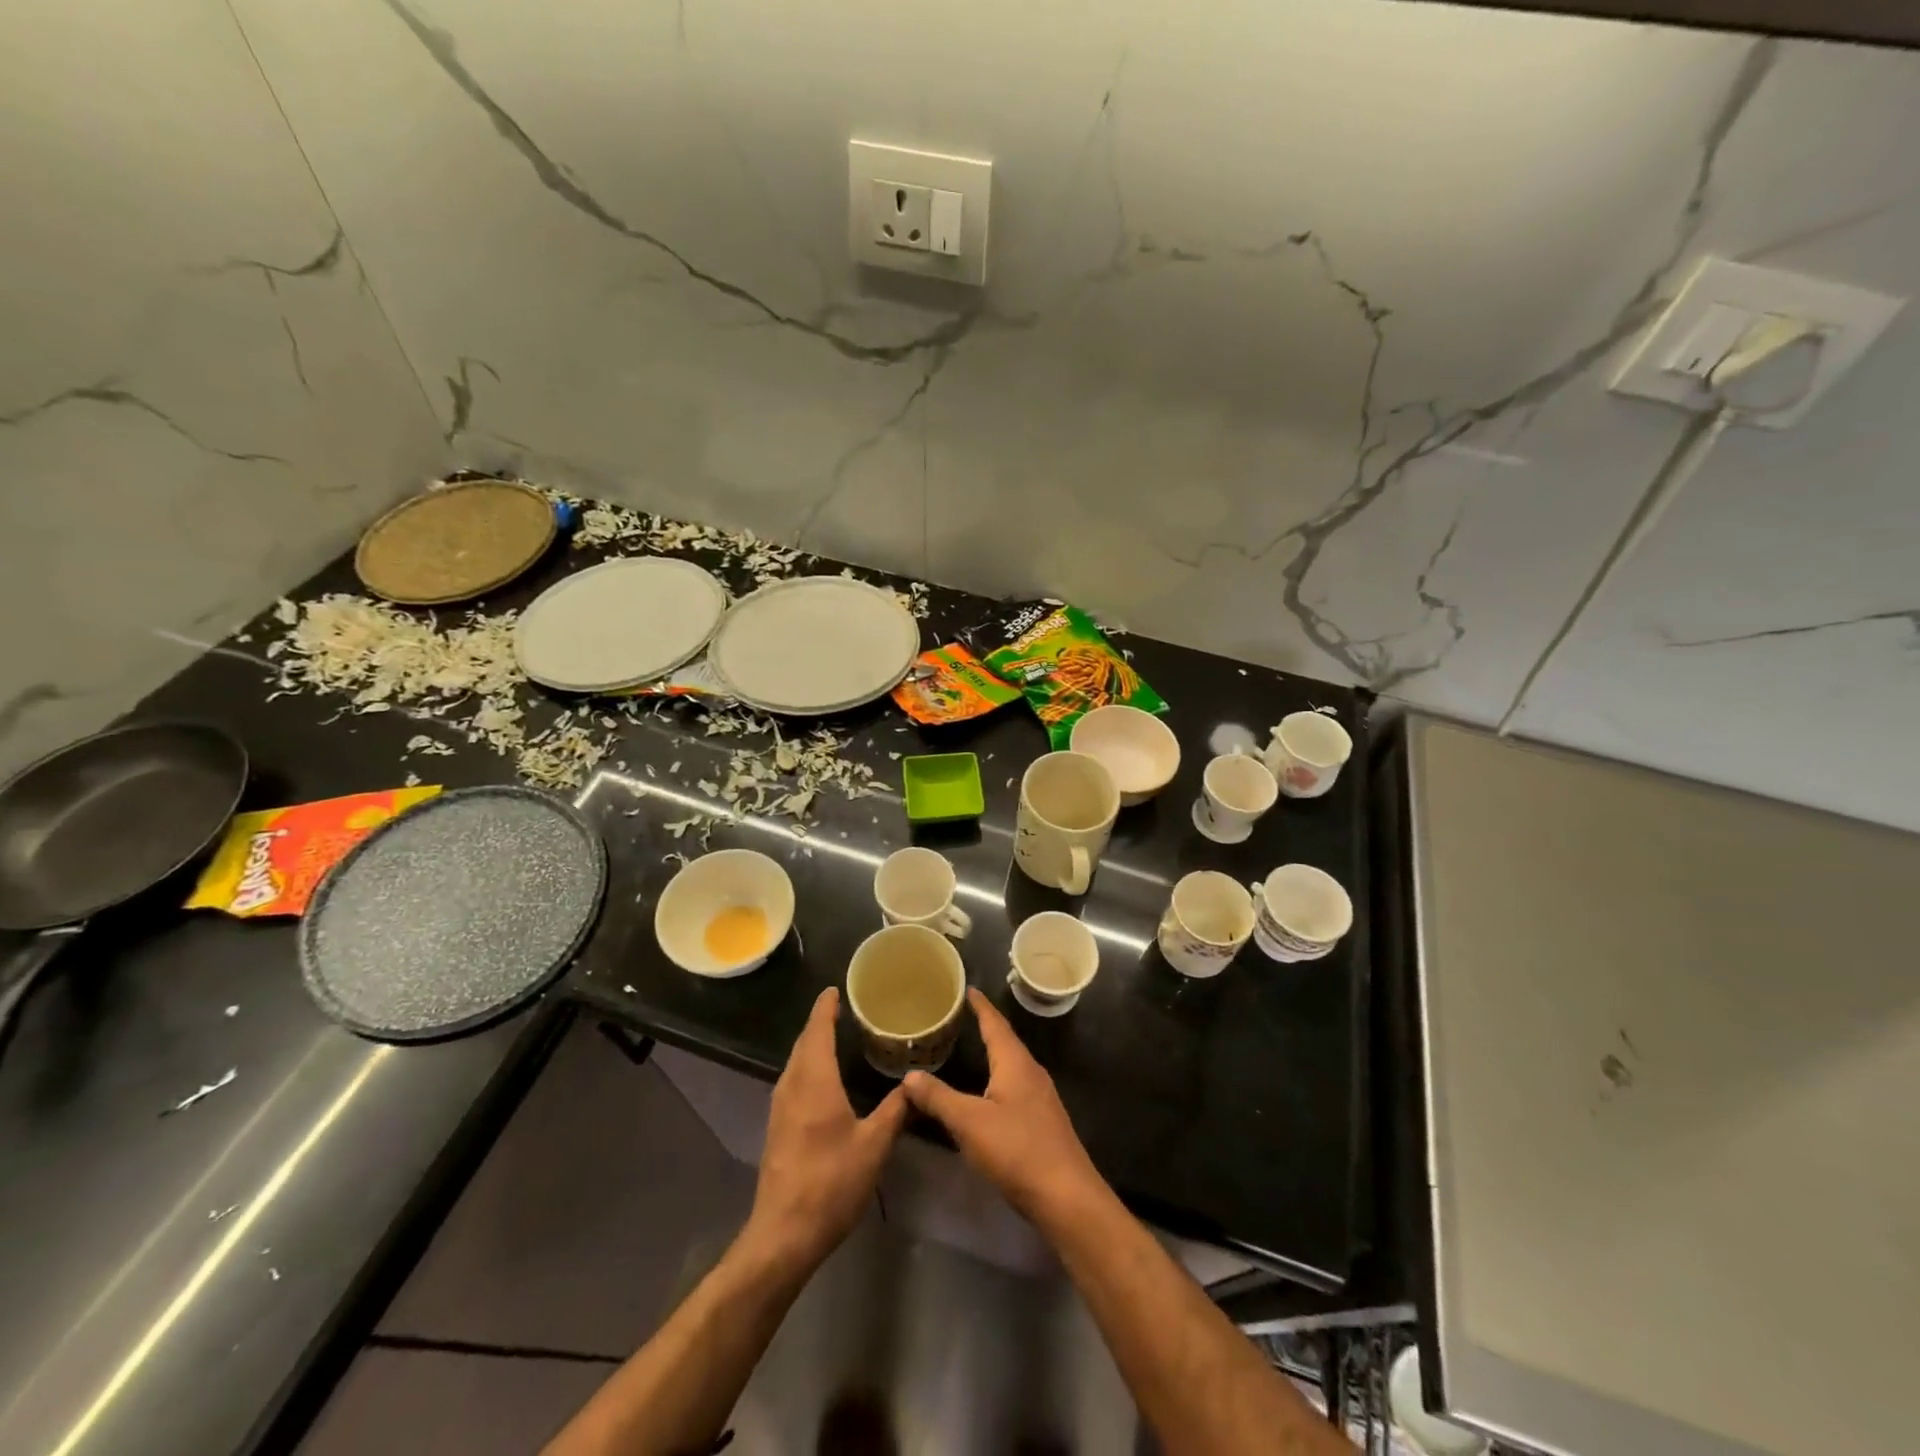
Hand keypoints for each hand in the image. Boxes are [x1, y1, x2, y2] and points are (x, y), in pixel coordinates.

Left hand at [745, 988, 907, 1271]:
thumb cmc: (831, 1182)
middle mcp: (793, 1086)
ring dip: (812, 1045)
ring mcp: (780, 1108)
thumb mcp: (874, 1145)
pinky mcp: (777, 1128)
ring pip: (796, 1063)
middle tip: (842, 1007)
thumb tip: (915, 1083)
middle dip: (820, 1023)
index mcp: (815, 1081)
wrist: (784, 1234)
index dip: (825, 1008)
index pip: (817, 1031)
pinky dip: (808, 1066)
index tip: (835, 989)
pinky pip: (793, 1081)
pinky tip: (823, 1079)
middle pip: (803, 1043)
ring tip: (835, 1036)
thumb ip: (896, 1110)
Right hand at [903, 989, 1107, 1226]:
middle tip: (963, 1015)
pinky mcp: (1042, 1121)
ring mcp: (1040, 1097)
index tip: (968, 988)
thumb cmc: (1017, 1149)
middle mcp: (1031, 1072)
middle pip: (1006, 1041)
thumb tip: (910, 1074)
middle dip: (986, 1026)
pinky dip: (997, 1079)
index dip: (980, 1006)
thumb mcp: (969, 1122)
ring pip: (1011, 1065)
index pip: (995, 1024)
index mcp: (1015, 1063)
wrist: (1066, 1196)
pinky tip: (987, 1094)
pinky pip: (1015, 1087)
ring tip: (972, 1047)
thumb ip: (938, 1097)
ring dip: (993, 1053)